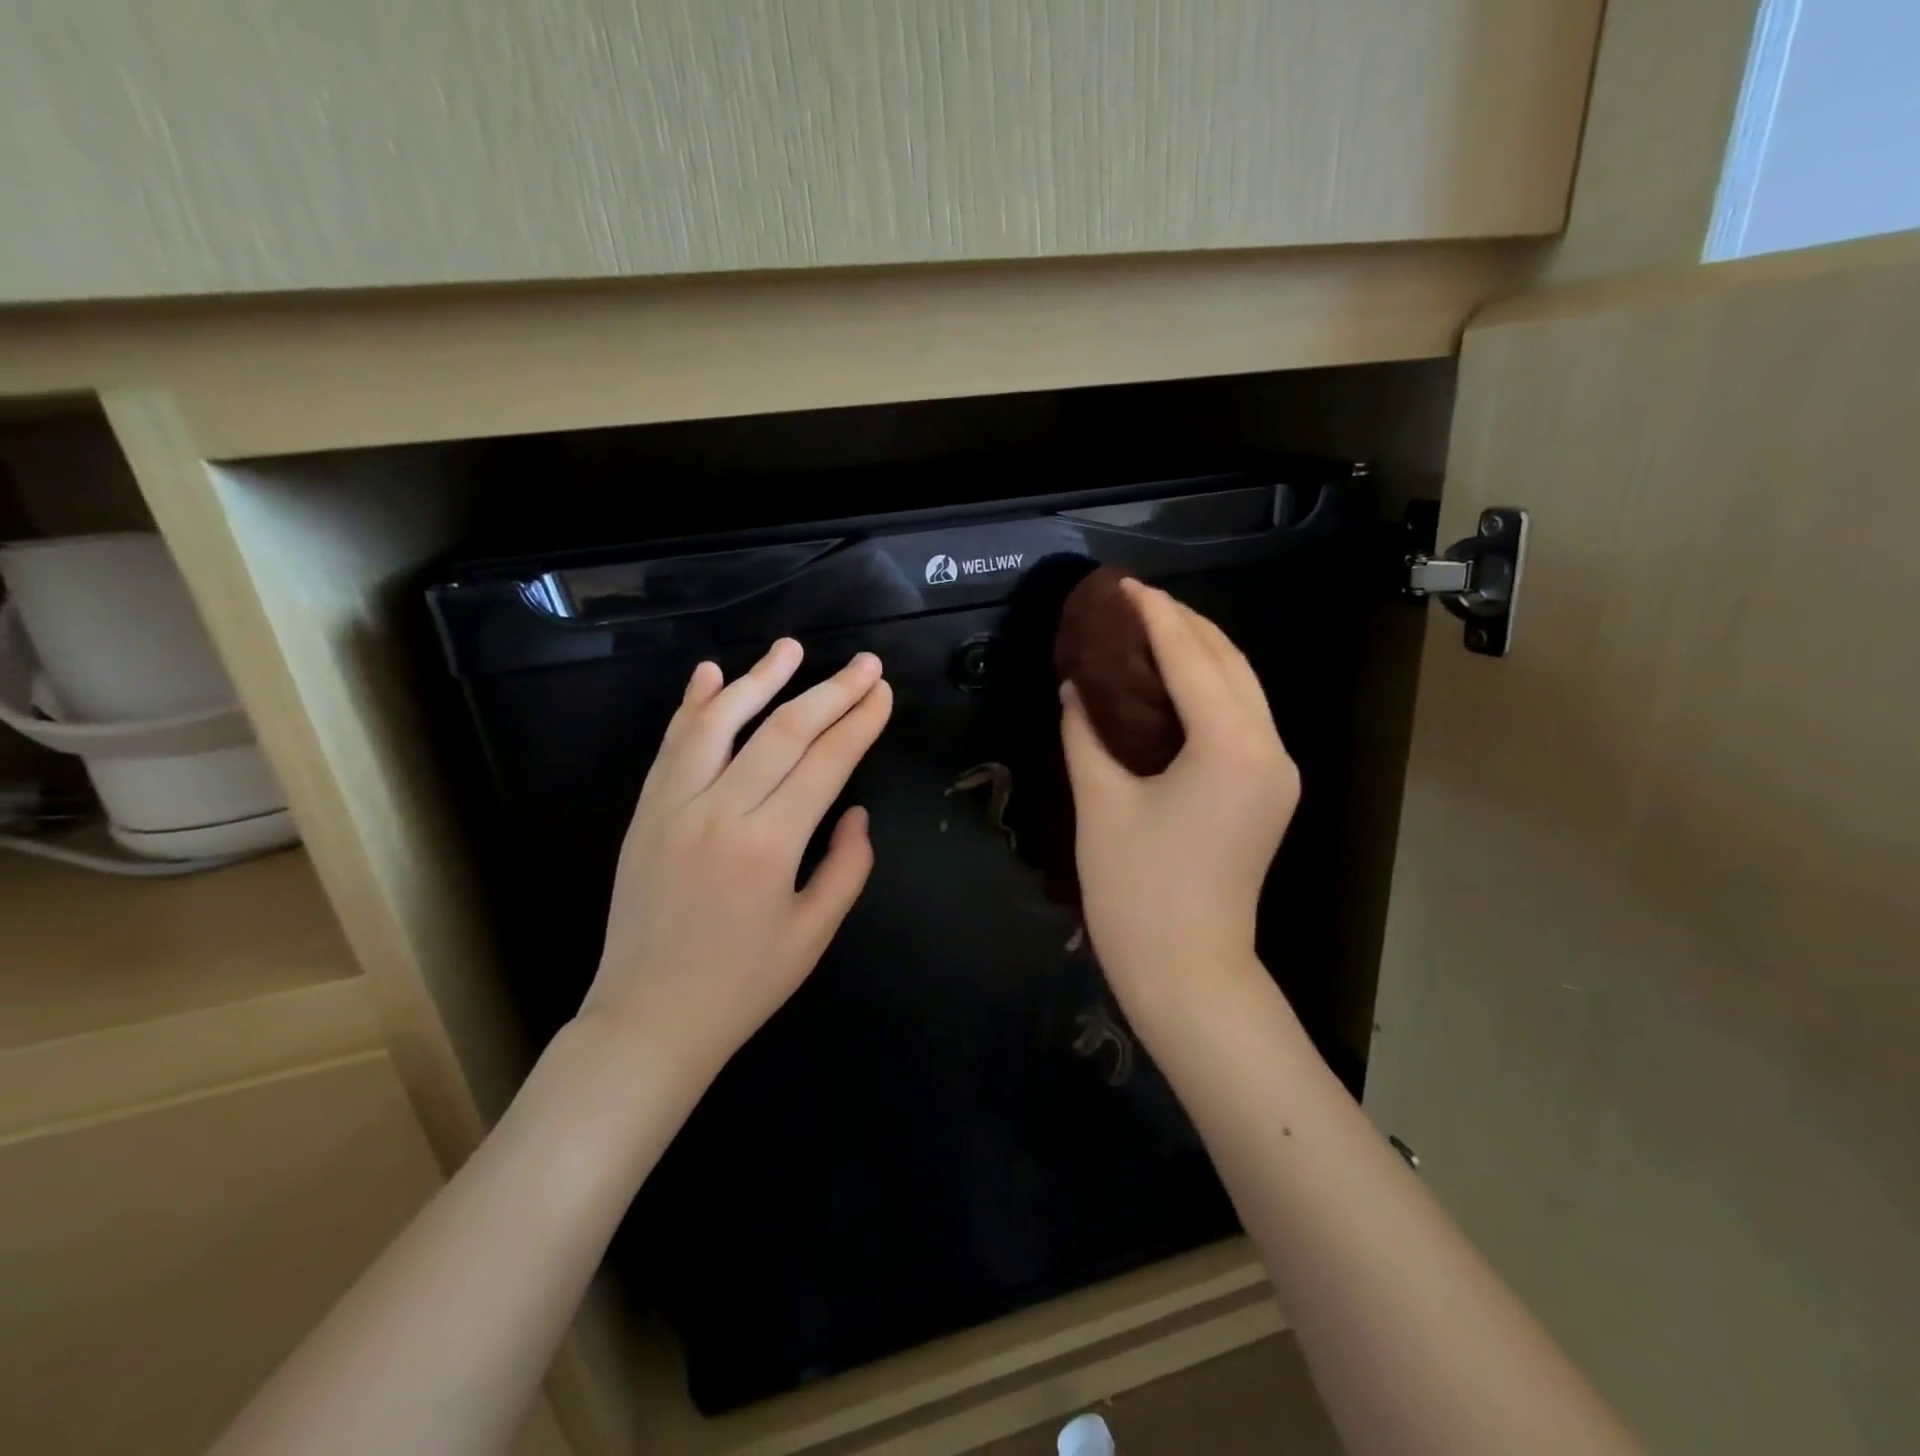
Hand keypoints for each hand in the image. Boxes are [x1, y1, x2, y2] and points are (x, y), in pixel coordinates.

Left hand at [580, 640, 892, 1084]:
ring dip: (759, 679)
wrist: (647, 1019)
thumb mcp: (813, 935)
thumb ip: (847, 867)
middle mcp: (719, 812)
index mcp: (768, 846)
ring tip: (792, 648)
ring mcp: (673, 807)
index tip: (883, 692)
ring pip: (719, 723)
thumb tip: (855, 810)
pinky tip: (711, 673)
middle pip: (783, 731)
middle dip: (830, 691)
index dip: (859, 721)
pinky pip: (672, 746)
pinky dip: (693, 705)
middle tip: (865, 663)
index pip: (825, 762)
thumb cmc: (742, 985)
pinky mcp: (645, 812)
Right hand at [1060, 582, 1298, 1026]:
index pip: (1191, 658)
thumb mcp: (1100, 804)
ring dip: (1200, 652)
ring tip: (1148, 631)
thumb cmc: (1136, 892)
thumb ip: (1086, 734)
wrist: (1188, 972)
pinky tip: (1172, 682)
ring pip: (1243, 687)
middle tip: (1131, 603)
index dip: (1155, 616)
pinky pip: (1242, 717)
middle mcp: (1268, 748)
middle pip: (1230, 662)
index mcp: (1229, 747)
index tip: (1122, 586)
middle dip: (1184, 624)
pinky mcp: (1269, 790)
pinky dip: (1209, 688)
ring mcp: (1277, 771)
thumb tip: (1076, 686)